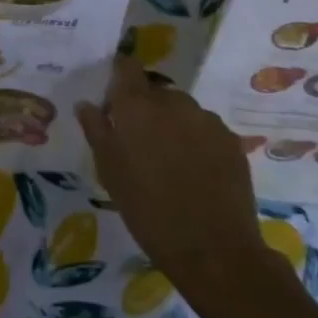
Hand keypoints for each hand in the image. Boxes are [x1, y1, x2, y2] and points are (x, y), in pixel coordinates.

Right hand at [77, 56, 270, 292]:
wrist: (213, 250)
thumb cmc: (147, 209)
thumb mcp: (109, 171)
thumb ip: (96, 130)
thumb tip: (86, 104)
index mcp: (137, 105)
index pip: (127, 67)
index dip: (120, 74)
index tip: (114, 95)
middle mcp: (173, 101)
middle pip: (155, 91)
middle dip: (147, 108)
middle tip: (140, 142)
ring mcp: (206, 120)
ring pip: (183, 110)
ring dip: (173, 124)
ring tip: (171, 161)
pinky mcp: (231, 141)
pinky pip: (206, 130)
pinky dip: (198, 141)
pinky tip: (196, 172)